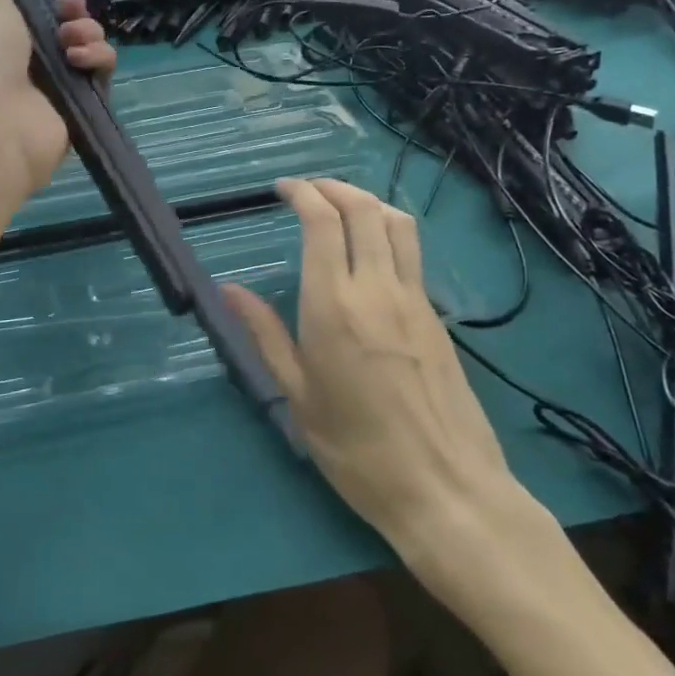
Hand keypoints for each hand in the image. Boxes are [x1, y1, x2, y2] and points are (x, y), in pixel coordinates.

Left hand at [0, 0, 114, 197]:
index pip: (28, 17)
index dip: (47, 3)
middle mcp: (18, 67)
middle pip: (63, 33)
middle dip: (75, 18)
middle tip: (71, 18)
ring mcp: (48, 92)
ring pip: (86, 53)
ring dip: (89, 37)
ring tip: (73, 44)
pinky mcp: (75, 113)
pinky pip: (99, 80)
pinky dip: (98, 63)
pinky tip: (82, 62)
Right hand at [223, 179, 534, 557]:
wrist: (445, 488)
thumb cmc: (358, 451)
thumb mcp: (298, 397)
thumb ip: (265, 335)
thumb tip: (229, 290)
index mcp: (334, 306)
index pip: (323, 223)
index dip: (302, 194)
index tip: (283, 189)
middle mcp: (377, 288)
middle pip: (363, 209)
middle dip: (333, 187)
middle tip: (308, 191)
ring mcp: (414, 299)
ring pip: (397, 223)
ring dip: (367, 201)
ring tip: (342, 206)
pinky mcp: (436, 315)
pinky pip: (412, 252)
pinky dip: (389, 230)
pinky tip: (373, 251)